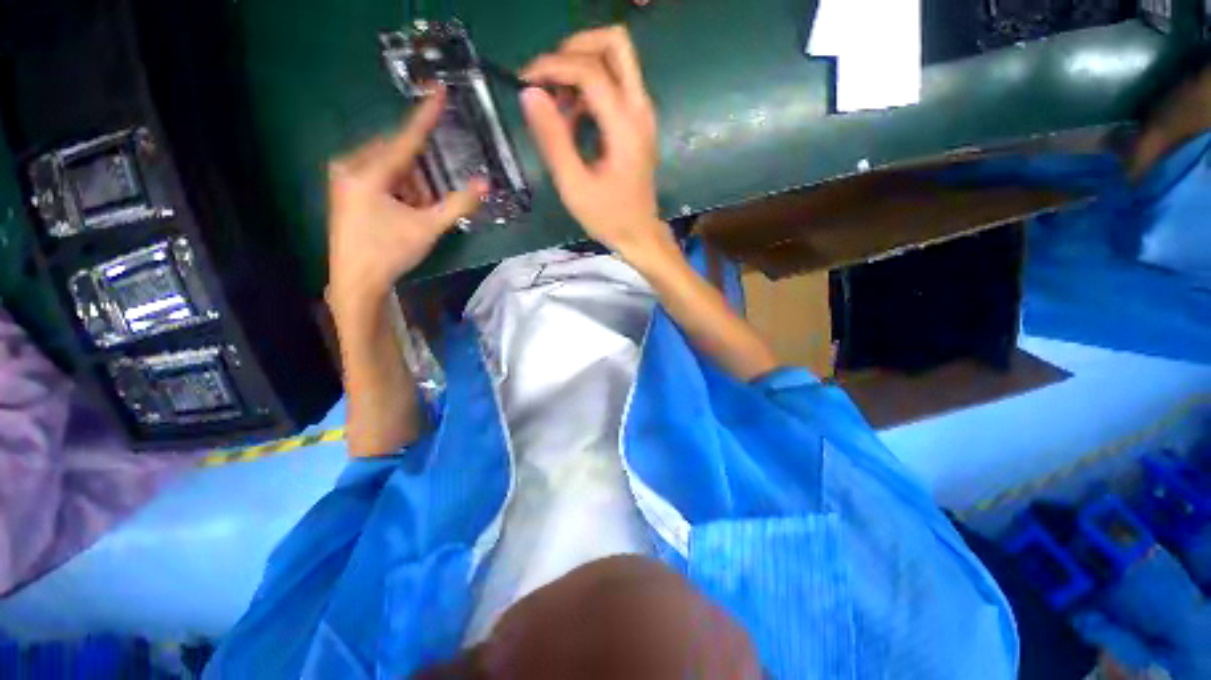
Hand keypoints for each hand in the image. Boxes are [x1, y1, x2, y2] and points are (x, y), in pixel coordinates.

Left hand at [327, 86, 485, 312]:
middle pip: (397, 153)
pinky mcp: (345, 189)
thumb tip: (485, 183)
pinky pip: (379, 176)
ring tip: (418, 211)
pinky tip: (404, 210)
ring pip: (389, 166)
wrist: (356, 281)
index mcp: (368, 172)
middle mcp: (351, 165)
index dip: (425, 116)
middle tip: (431, 199)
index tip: (439, 90)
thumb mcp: (428, 228)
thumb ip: (458, 204)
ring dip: (411, 184)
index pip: (406, 139)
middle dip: (420, 173)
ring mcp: (345, 177)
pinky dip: (399, 189)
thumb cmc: (390, 252)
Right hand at [520, 26, 673, 262]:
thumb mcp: (574, 186)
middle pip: (615, 44)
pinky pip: (614, 85)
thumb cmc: (608, 217)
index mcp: (625, 127)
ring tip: (557, 107)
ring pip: (615, 61)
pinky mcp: (637, 122)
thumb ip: (553, 139)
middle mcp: (640, 110)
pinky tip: (572, 120)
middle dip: (575, 48)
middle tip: (548, 76)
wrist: (639, 234)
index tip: (524, 81)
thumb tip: (529, 94)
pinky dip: (588, 90)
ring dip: (580, 70)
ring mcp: (642, 114)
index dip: (553, 66)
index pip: (590, 71)